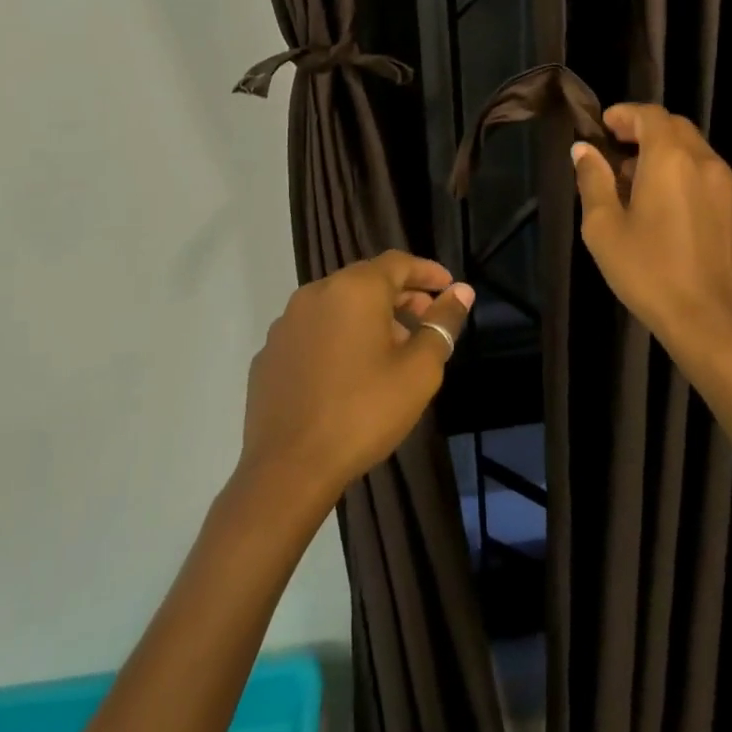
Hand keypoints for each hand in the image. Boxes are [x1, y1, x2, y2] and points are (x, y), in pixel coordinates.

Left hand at [238, 251, 472, 508]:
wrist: (289, 468)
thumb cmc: (364, 412)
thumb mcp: (419, 370)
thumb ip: (442, 323)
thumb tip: (462, 291)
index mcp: (354, 289)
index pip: (398, 263)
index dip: (428, 272)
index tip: (449, 288)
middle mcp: (316, 293)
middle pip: (367, 280)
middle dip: (401, 296)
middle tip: (426, 321)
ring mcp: (287, 323)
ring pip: (338, 305)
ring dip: (369, 317)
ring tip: (392, 350)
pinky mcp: (270, 353)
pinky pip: (314, 331)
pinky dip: (338, 337)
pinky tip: (350, 371)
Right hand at [571, 104, 731, 372]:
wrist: (709, 322)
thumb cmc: (648, 271)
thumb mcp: (604, 227)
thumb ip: (593, 180)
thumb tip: (584, 150)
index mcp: (671, 159)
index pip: (650, 115)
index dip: (625, 114)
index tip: (604, 126)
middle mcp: (705, 162)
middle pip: (675, 128)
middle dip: (644, 131)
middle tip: (617, 149)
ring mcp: (727, 188)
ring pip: (694, 152)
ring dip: (665, 153)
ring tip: (636, 181)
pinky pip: (708, 177)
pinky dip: (684, 175)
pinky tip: (666, 208)